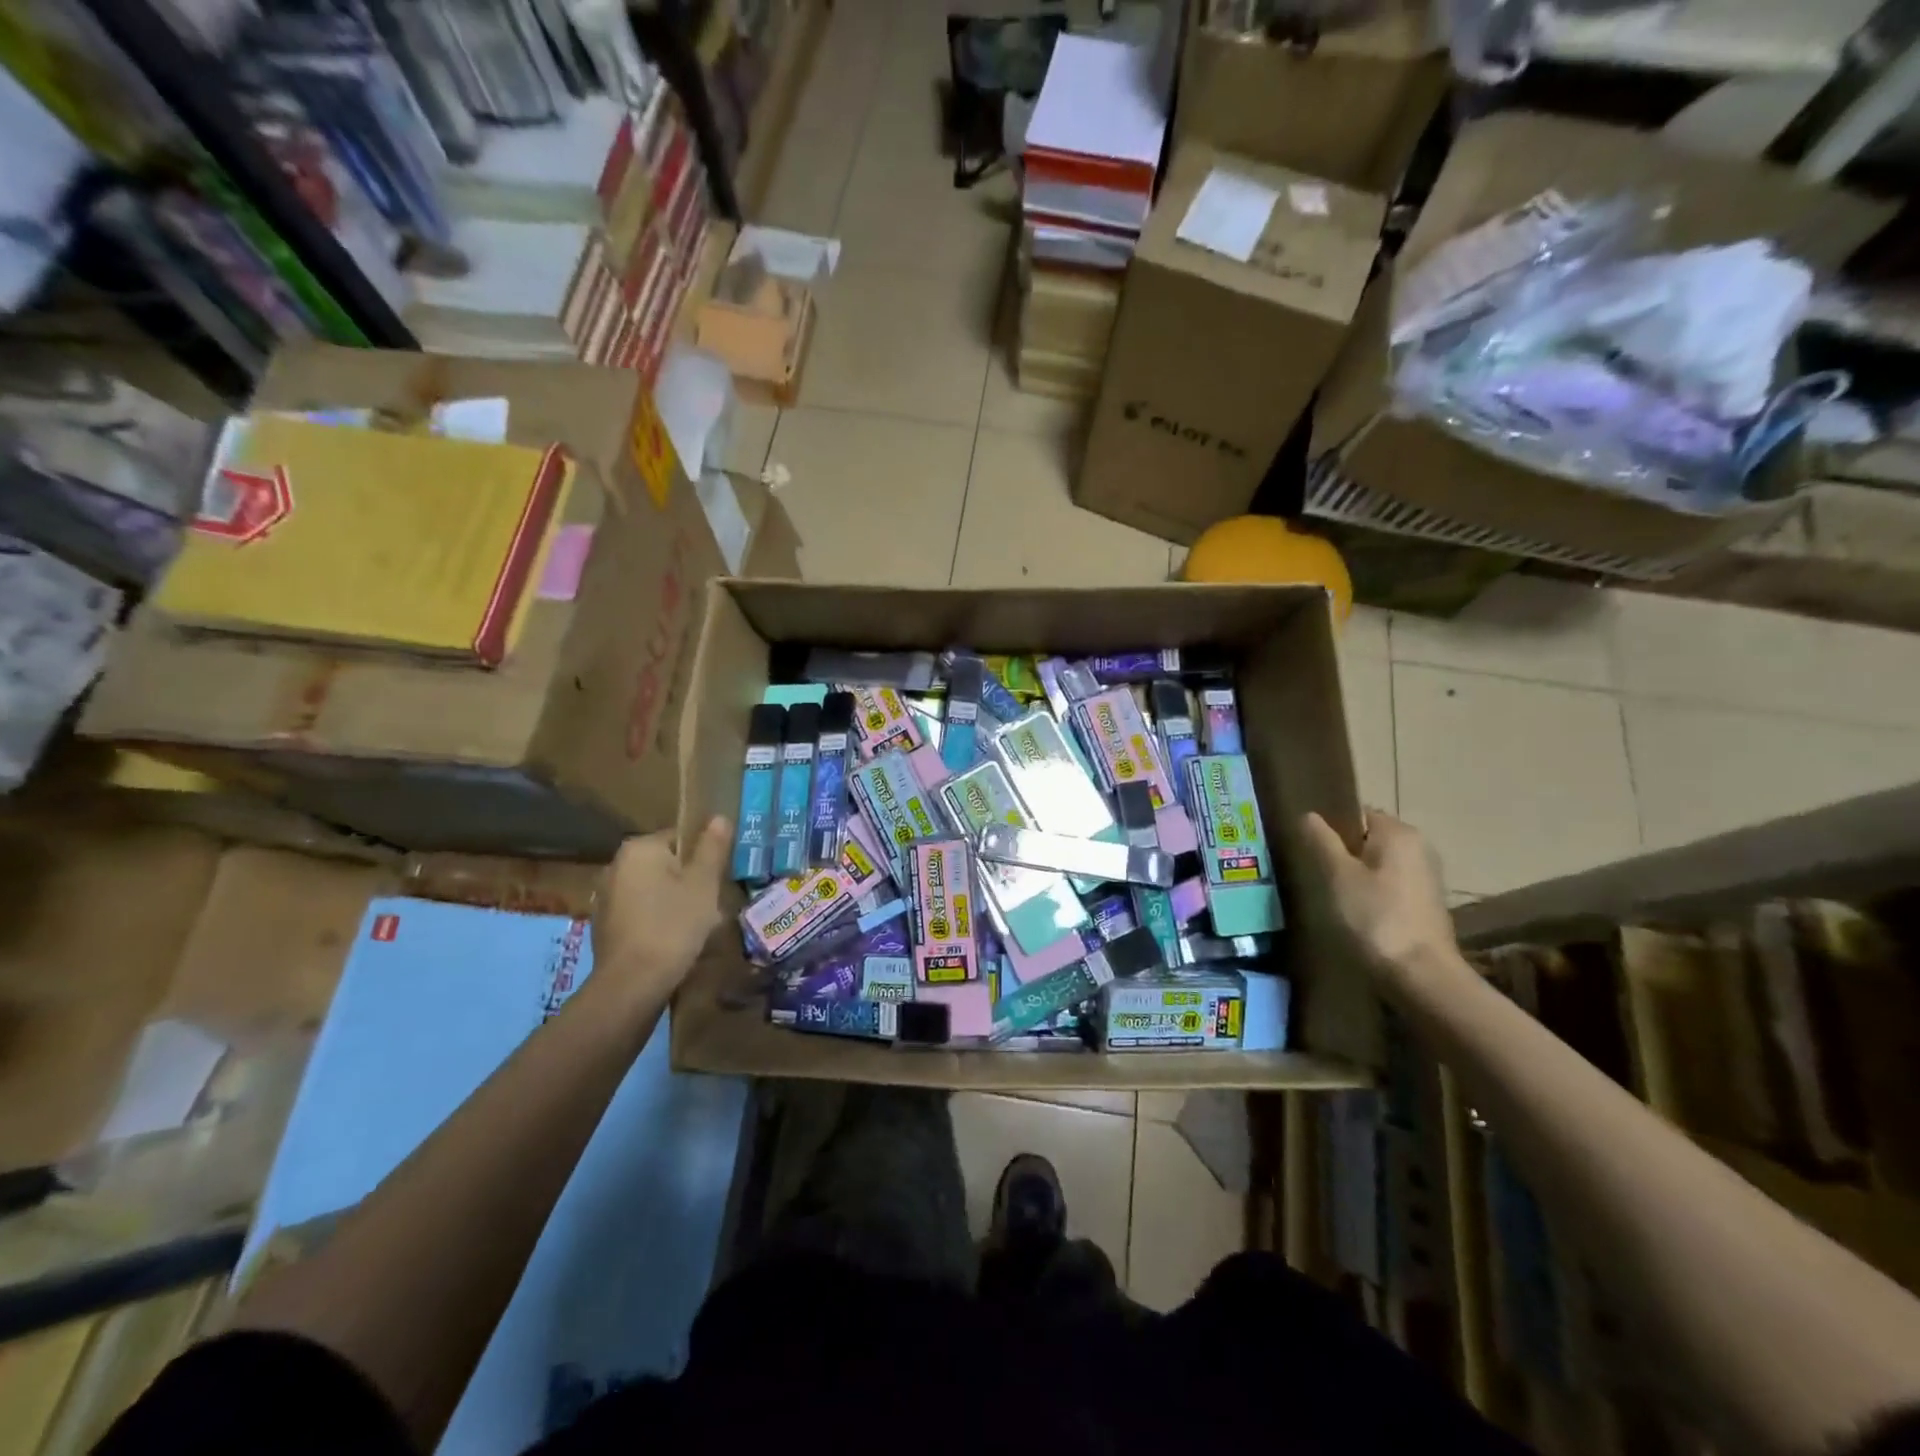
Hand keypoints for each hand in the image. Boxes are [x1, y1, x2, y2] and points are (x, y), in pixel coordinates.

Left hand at [590, 817, 732, 1008]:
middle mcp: (615, 866)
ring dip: (674, 901)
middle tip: (712, 904)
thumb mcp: (703, 884)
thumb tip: (719, 817)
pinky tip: (673, 941)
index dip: (704, 856)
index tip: (718, 879)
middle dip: (689, 881)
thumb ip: (712, 848)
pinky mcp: (604, 925)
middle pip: (666, 864)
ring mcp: (606, 897)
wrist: (633, 984)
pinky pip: (640, 911)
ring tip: (696, 926)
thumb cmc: (673, 925)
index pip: (680, 837)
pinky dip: (657, 919)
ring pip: (653, 889)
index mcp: (639, 849)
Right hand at [1301, 810, 1458, 988]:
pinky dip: (1372, 892)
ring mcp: (1426, 875)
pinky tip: (1357, 913)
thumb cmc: (1375, 917)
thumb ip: (1321, 840)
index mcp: (1398, 832)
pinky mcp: (1426, 902)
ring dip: (1356, 875)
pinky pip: (1390, 884)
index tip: (1310, 850)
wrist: (1421, 975)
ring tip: (1333, 896)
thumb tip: (1309, 815)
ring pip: (1378, 863)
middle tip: (1317, 875)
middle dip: (1342, 853)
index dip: (1330, 828)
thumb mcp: (1337, 875)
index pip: (1356, 813)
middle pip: (1368, 838)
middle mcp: (1419, 846)